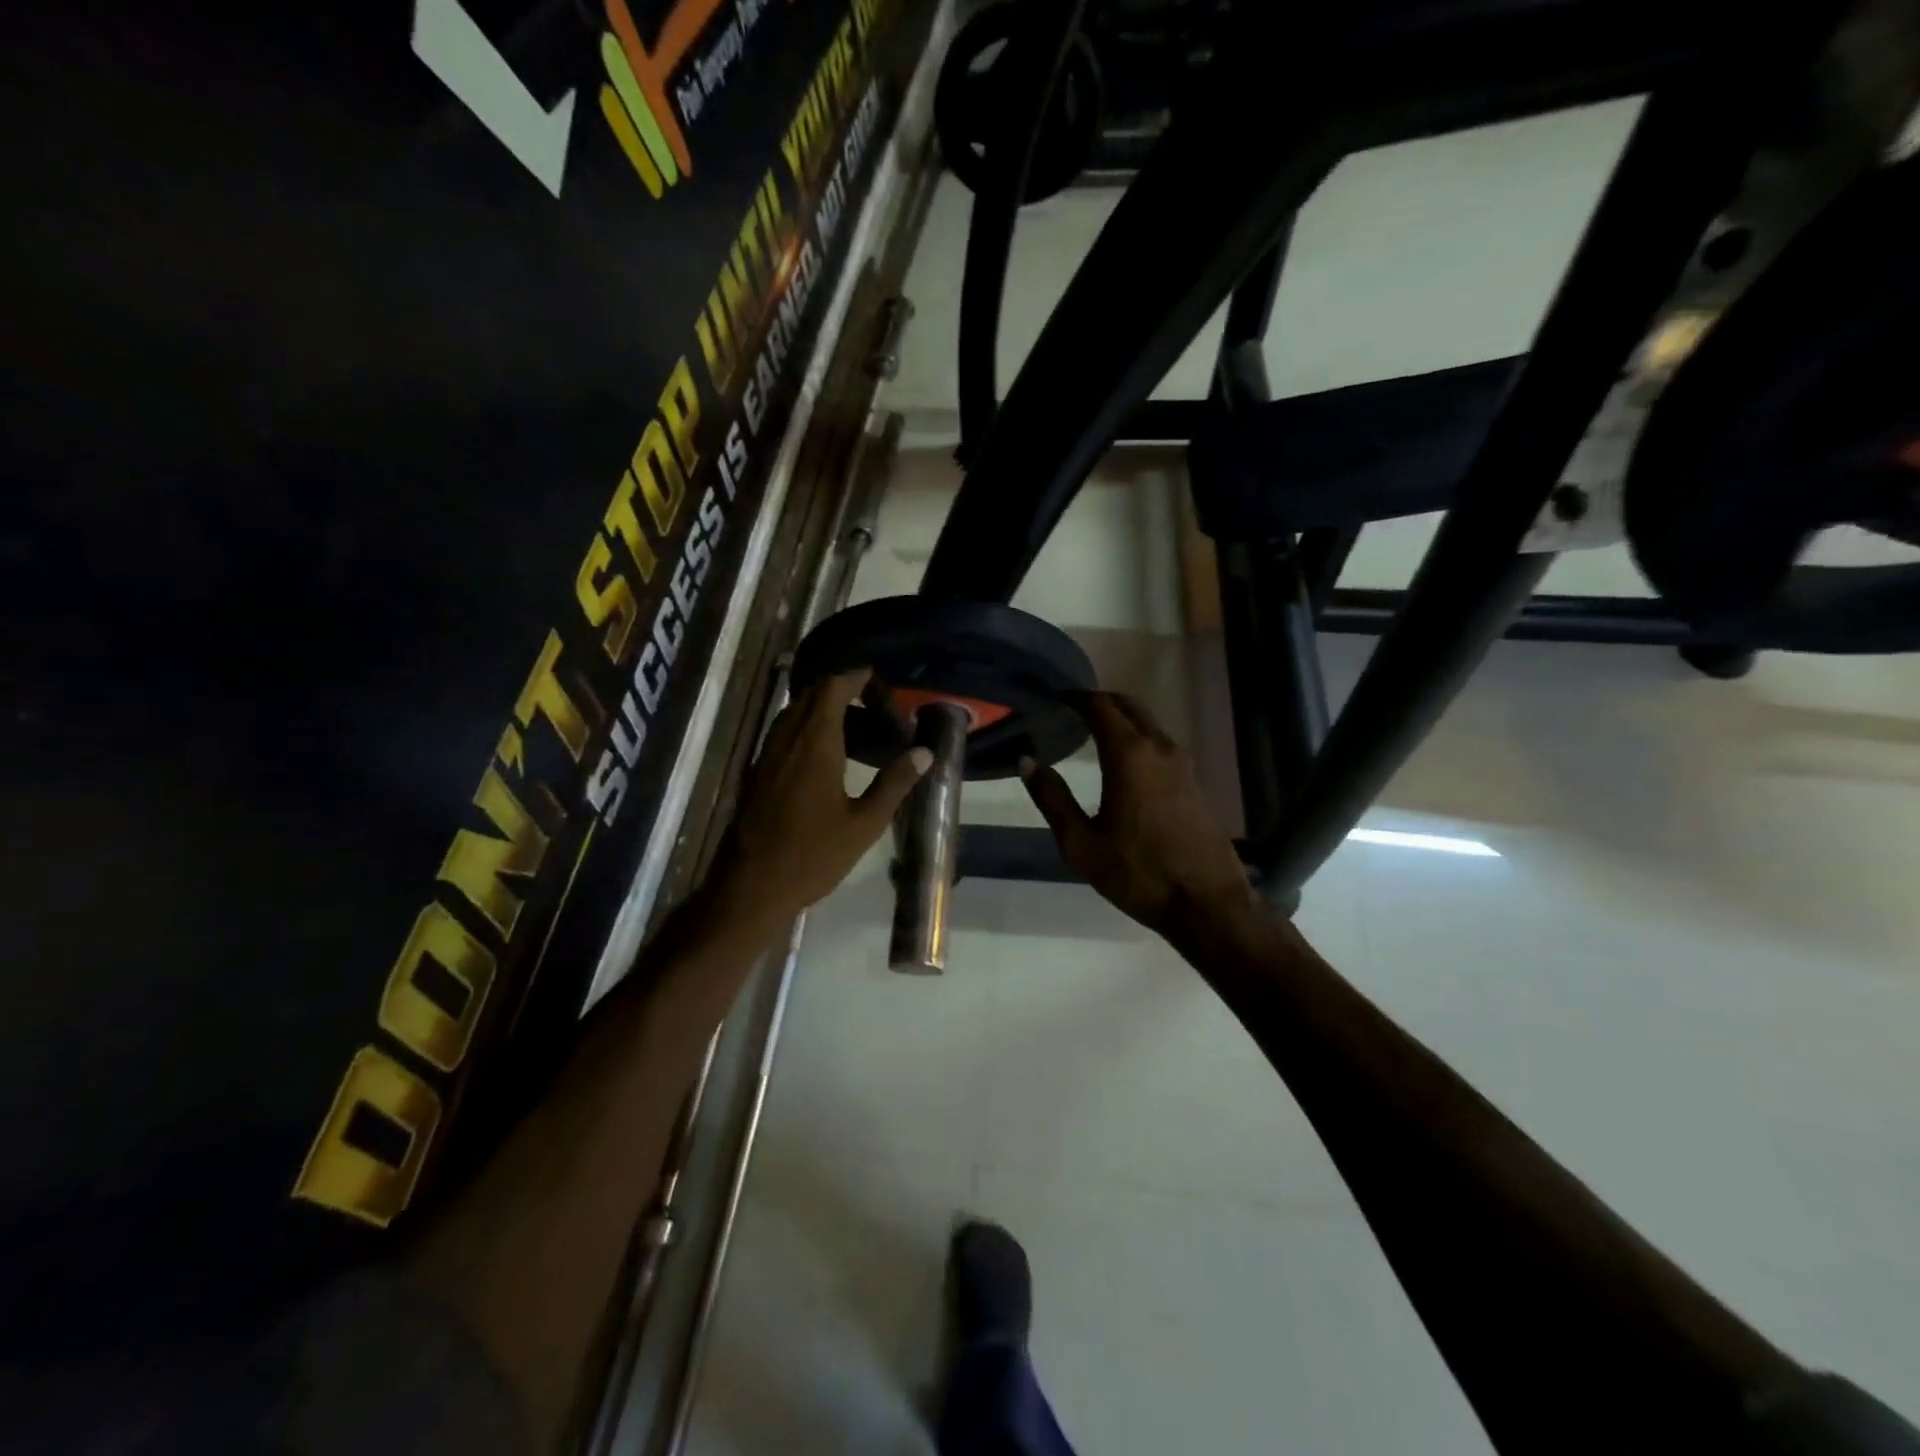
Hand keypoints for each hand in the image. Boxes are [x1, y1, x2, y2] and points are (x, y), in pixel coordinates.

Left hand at [709, 668, 930, 931]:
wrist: (751, 887)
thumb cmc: (813, 856)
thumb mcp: (864, 824)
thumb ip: (894, 784)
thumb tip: (925, 752)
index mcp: (815, 745)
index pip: (831, 689)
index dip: (852, 676)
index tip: (875, 675)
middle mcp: (787, 740)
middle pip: (809, 695)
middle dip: (837, 687)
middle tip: (869, 697)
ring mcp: (766, 756)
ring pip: (792, 713)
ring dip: (818, 705)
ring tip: (851, 720)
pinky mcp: (757, 773)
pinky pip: (782, 732)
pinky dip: (804, 725)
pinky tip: (822, 750)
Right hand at [1021, 692, 1254, 941]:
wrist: (1207, 903)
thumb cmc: (1137, 874)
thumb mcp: (1081, 844)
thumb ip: (1052, 799)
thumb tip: (1028, 762)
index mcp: (1129, 756)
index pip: (1100, 707)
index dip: (1076, 697)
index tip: (1057, 697)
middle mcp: (1159, 749)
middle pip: (1129, 706)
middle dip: (1100, 701)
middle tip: (1073, 708)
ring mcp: (1183, 764)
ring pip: (1149, 723)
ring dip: (1122, 718)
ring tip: (1095, 731)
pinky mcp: (1195, 782)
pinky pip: (1161, 744)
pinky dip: (1139, 738)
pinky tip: (1125, 762)